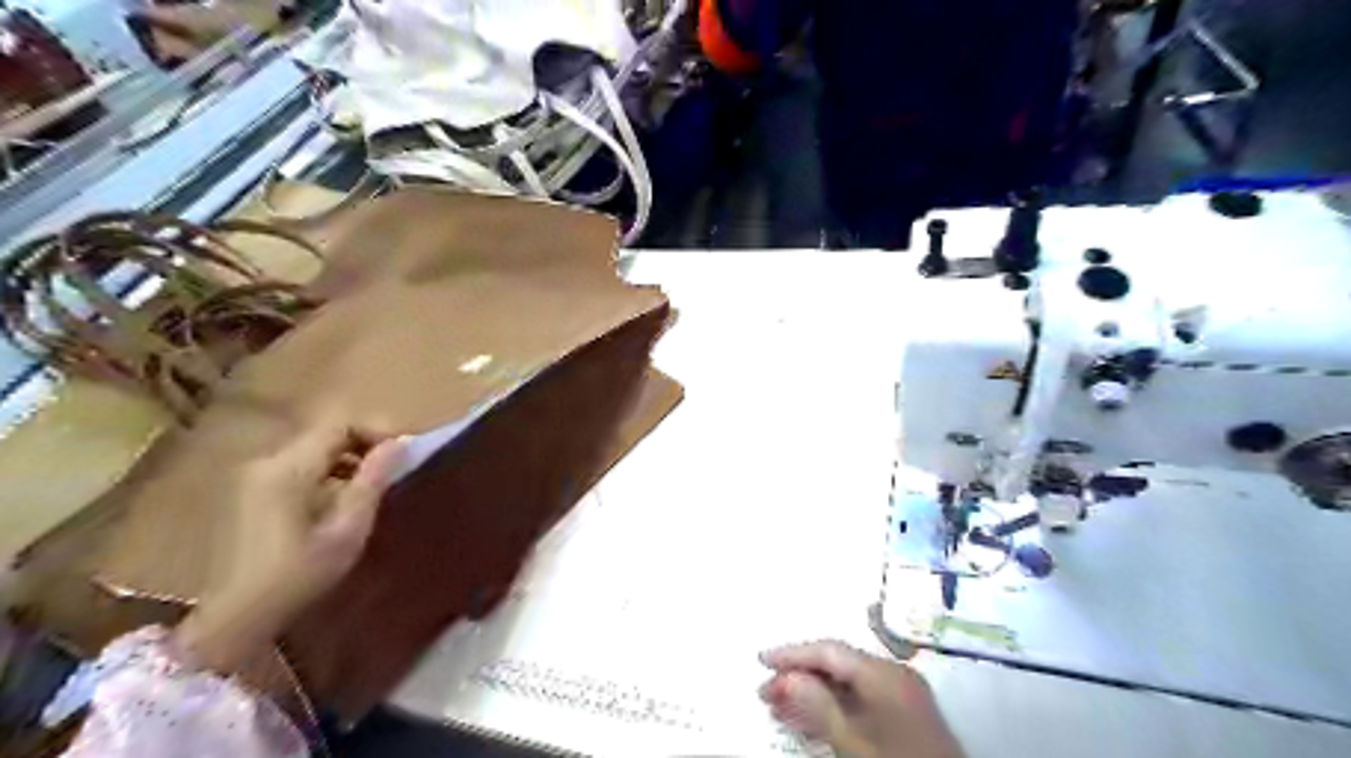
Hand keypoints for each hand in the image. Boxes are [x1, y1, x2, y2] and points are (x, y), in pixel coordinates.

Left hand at [173, 425, 399, 675]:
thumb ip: (373, 481)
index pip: (340, 425)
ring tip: (372, 484)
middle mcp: (267, 462)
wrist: (237, 617)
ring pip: (313, 448)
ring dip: (347, 457)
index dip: (376, 431)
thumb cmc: (300, 575)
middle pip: (325, 433)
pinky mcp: (251, 491)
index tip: (404, 451)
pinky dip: (326, 470)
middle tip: (394, 467)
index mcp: (288, 469)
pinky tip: (340, 498)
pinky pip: (298, 464)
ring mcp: (254, 476)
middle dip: (364, 443)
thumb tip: (399, 442)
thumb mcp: (348, 529)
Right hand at [754, 639, 964, 757]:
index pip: (830, 651)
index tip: (761, 661)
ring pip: (847, 683)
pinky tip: (810, 721)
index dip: (793, 653)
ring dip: (812, 693)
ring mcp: (903, 694)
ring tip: (778, 707)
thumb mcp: (853, 742)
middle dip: (799, 676)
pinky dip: (833, 707)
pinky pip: (860, 699)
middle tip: (765, 692)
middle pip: (838, 664)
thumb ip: (818, 706)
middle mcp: (894, 674)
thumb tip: (786, 677)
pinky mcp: (905, 715)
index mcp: (884, 674)